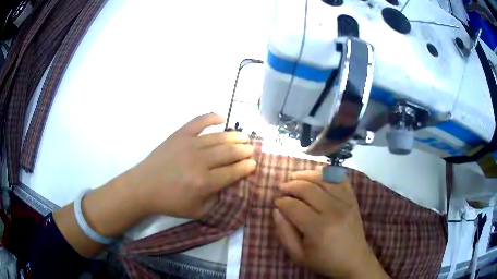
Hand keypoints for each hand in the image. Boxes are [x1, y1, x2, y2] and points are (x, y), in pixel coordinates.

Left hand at [130, 113, 256, 218]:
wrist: (144, 187)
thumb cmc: (171, 201)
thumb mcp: (198, 210)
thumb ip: (217, 199)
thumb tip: (231, 183)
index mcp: (204, 183)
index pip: (233, 172)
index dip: (246, 167)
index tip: (253, 164)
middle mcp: (200, 161)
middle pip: (229, 152)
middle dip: (244, 151)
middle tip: (250, 150)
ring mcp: (189, 144)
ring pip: (219, 137)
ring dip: (235, 137)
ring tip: (244, 137)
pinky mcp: (179, 134)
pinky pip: (199, 121)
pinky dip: (212, 117)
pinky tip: (223, 119)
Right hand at [273, 170, 388, 277]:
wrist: (353, 260)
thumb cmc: (324, 260)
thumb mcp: (298, 255)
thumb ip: (284, 234)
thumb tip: (276, 211)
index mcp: (318, 228)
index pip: (294, 206)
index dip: (282, 201)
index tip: (276, 201)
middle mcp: (333, 210)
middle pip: (308, 188)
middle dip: (291, 185)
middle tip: (281, 187)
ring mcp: (346, 202)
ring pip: (323, 179)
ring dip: (306, 175)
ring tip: (295, 176)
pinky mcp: (353, 199)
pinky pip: (341, 179)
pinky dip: (329, 172)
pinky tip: (318, 170)